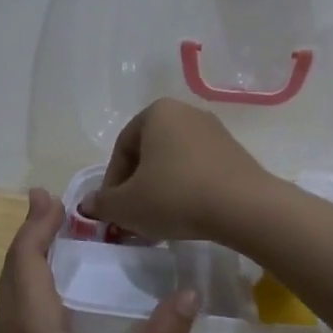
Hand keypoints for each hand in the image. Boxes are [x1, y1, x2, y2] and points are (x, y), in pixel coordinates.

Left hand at [0, 188, 198, 332]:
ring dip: (27, 257)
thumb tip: (190, 293)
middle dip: (31, 232)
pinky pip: (14, 309)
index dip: (36, 223)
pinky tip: (53, 294)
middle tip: (54, 205)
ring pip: (10, 289)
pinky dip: (29, 284)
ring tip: (54, 238)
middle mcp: (8, 330)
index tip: (49, 194)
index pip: (26, 258)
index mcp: (30, 324)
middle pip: (13, 268)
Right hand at [84, 98, 275, 242]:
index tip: (113, 211)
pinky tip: (188, 215)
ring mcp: (215, 131)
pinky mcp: (235, 153)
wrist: (244, 207)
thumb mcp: (127, 206)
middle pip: (149, 154)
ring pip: (174, 163)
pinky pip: (199, 170)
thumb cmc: (175, 197)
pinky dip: (187, 189)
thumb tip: (88, 204)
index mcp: (157, 112)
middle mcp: (186, 112)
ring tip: (160, 221)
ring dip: (161, 190)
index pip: (122, 149)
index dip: (112, 183)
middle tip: (134, 217)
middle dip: (137, 186)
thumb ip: (103, 203)